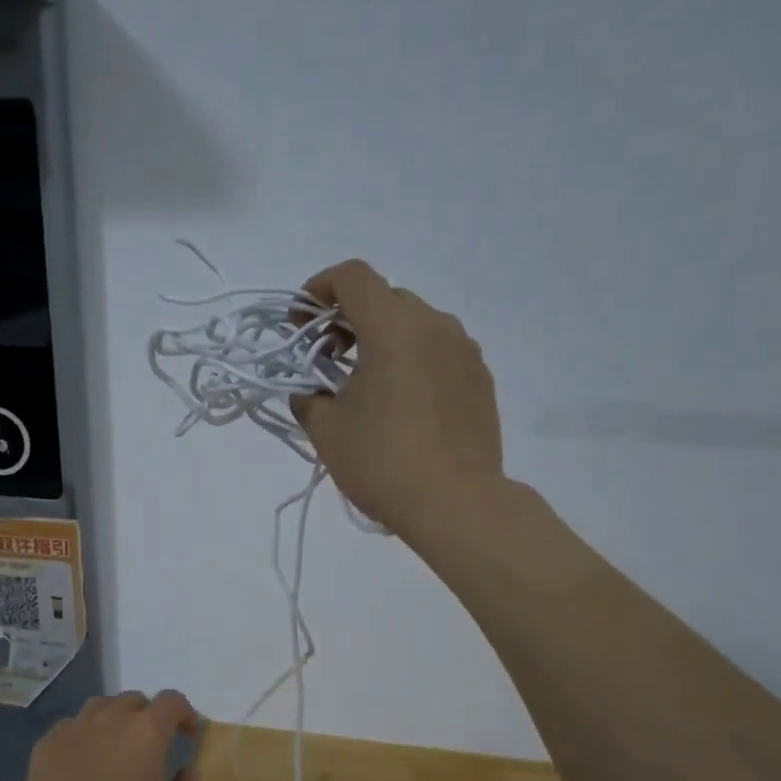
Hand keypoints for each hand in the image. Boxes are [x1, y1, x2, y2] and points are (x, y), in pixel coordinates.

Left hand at [4, 690, 202, 780]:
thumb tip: (187, 770)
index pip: (171, 701)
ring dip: (114, 719)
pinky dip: (83, 736)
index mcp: (146, 733)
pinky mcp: (46, 746)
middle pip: (133, 700)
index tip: (187, 735)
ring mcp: (73, 730)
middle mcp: (109, 720)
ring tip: (116, 746)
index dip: (184, 713)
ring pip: (100, 706)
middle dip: (148, 715)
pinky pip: (71, 727)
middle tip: (152, 745)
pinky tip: (83, 761)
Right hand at [290, 259, 505, 548]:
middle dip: (349, 318)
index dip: (319, 288)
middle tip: (329, 357)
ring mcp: (464, 350)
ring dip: (383, 339)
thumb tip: (308, 392)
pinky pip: (439, 351)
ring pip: (415, 324)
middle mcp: (434, 325)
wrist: (456, 503)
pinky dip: (412, 360)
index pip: (353, 277)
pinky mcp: (480, 378)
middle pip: (385, 298)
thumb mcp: (326, 431)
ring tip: (366, 384)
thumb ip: (308, 398)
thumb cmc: (383, 462)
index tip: (300, 321)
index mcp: (393, 328)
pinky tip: (402, 403)